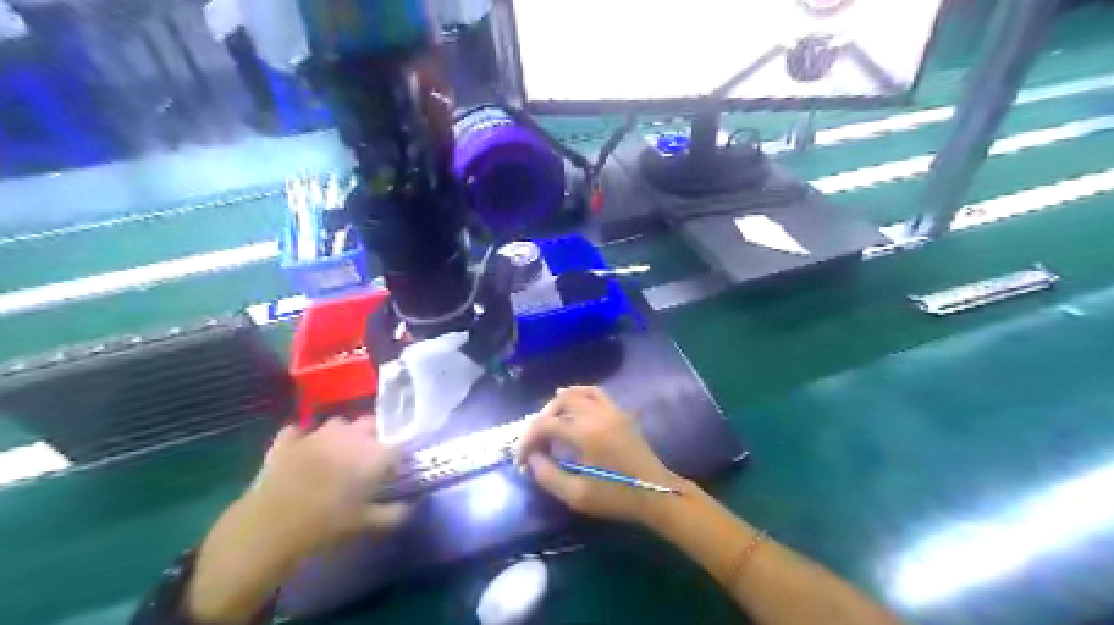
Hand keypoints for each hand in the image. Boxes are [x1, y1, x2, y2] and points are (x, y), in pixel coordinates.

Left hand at [190, 418, 406, 620]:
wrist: (268, 528)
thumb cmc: (326, 525)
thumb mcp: (367, 524)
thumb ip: (395, 513)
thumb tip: (410, 505)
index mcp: (374, 452)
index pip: (398, 445)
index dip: (397, 458)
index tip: (391, 474)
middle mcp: (350, 434)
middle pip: (371, 424)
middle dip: (373, 437)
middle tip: (367, 462)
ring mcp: (317, 433)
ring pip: (339, 423)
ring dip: (343, 435)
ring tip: (337, 456)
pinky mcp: (287, 439)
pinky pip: (299, 431)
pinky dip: (302, 439)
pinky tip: (302, 453)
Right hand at [513, 385, 687, 526]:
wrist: (656, 494)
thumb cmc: (616, 497)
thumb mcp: (577, 495)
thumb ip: (548, 475)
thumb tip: (532, 458)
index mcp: (585, 433)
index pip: (545, 424)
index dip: (528, 439)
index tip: (521, 459)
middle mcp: (596, 414)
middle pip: (560, 402)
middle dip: (541, 419)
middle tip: (535, 442)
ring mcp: (611, 410)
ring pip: (578, 393)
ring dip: (559, 404)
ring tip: (549, 422)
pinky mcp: (620, 413)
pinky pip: (595, 393)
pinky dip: (579, 395)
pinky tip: (573, 407)